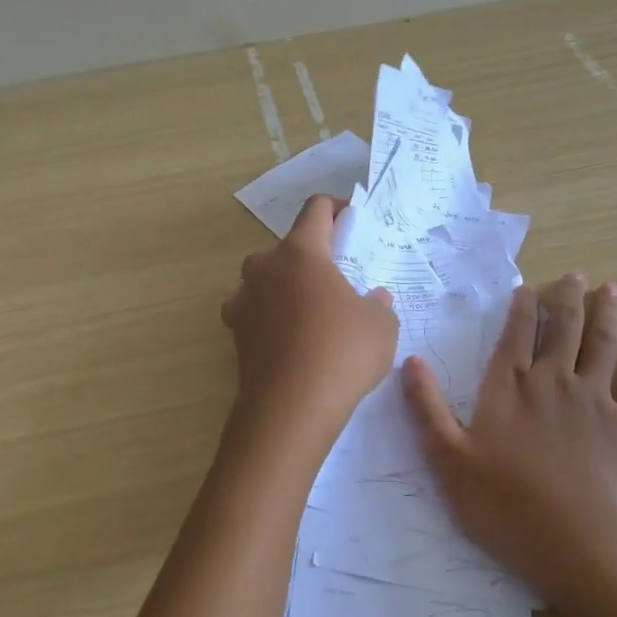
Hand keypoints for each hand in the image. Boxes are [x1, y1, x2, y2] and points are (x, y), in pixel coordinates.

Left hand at [222, 195, 397, 456]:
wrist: (290, 408)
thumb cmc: (342, 353)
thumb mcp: (381, 325)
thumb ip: (379, 304)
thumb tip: (374, 298)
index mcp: (301, 252)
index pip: (315, 209)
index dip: (335, 207)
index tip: (351, 219)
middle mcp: (265, 267)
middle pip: (287, 246)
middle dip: (310, 255)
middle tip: (336, 278)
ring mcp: (244, 299)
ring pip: (265, 278)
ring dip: (285, 285)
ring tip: (311, 310)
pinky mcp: (235, 332)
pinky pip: (254, 311)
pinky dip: (269, 316)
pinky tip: (289, 338)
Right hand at [402, 275, 616, 610]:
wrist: (585, 550)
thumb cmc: (508, 508)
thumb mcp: (449, 462)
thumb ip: (428, 409)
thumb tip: (410, 361)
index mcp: (510, 387)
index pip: (516, 334)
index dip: (523, 307)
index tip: (529, 286)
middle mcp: (554, 382)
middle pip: (563, 329)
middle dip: (568, 298)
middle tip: (576, 275)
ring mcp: (597, 401)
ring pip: (602, 344)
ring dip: (606, 314)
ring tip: (611, 289)